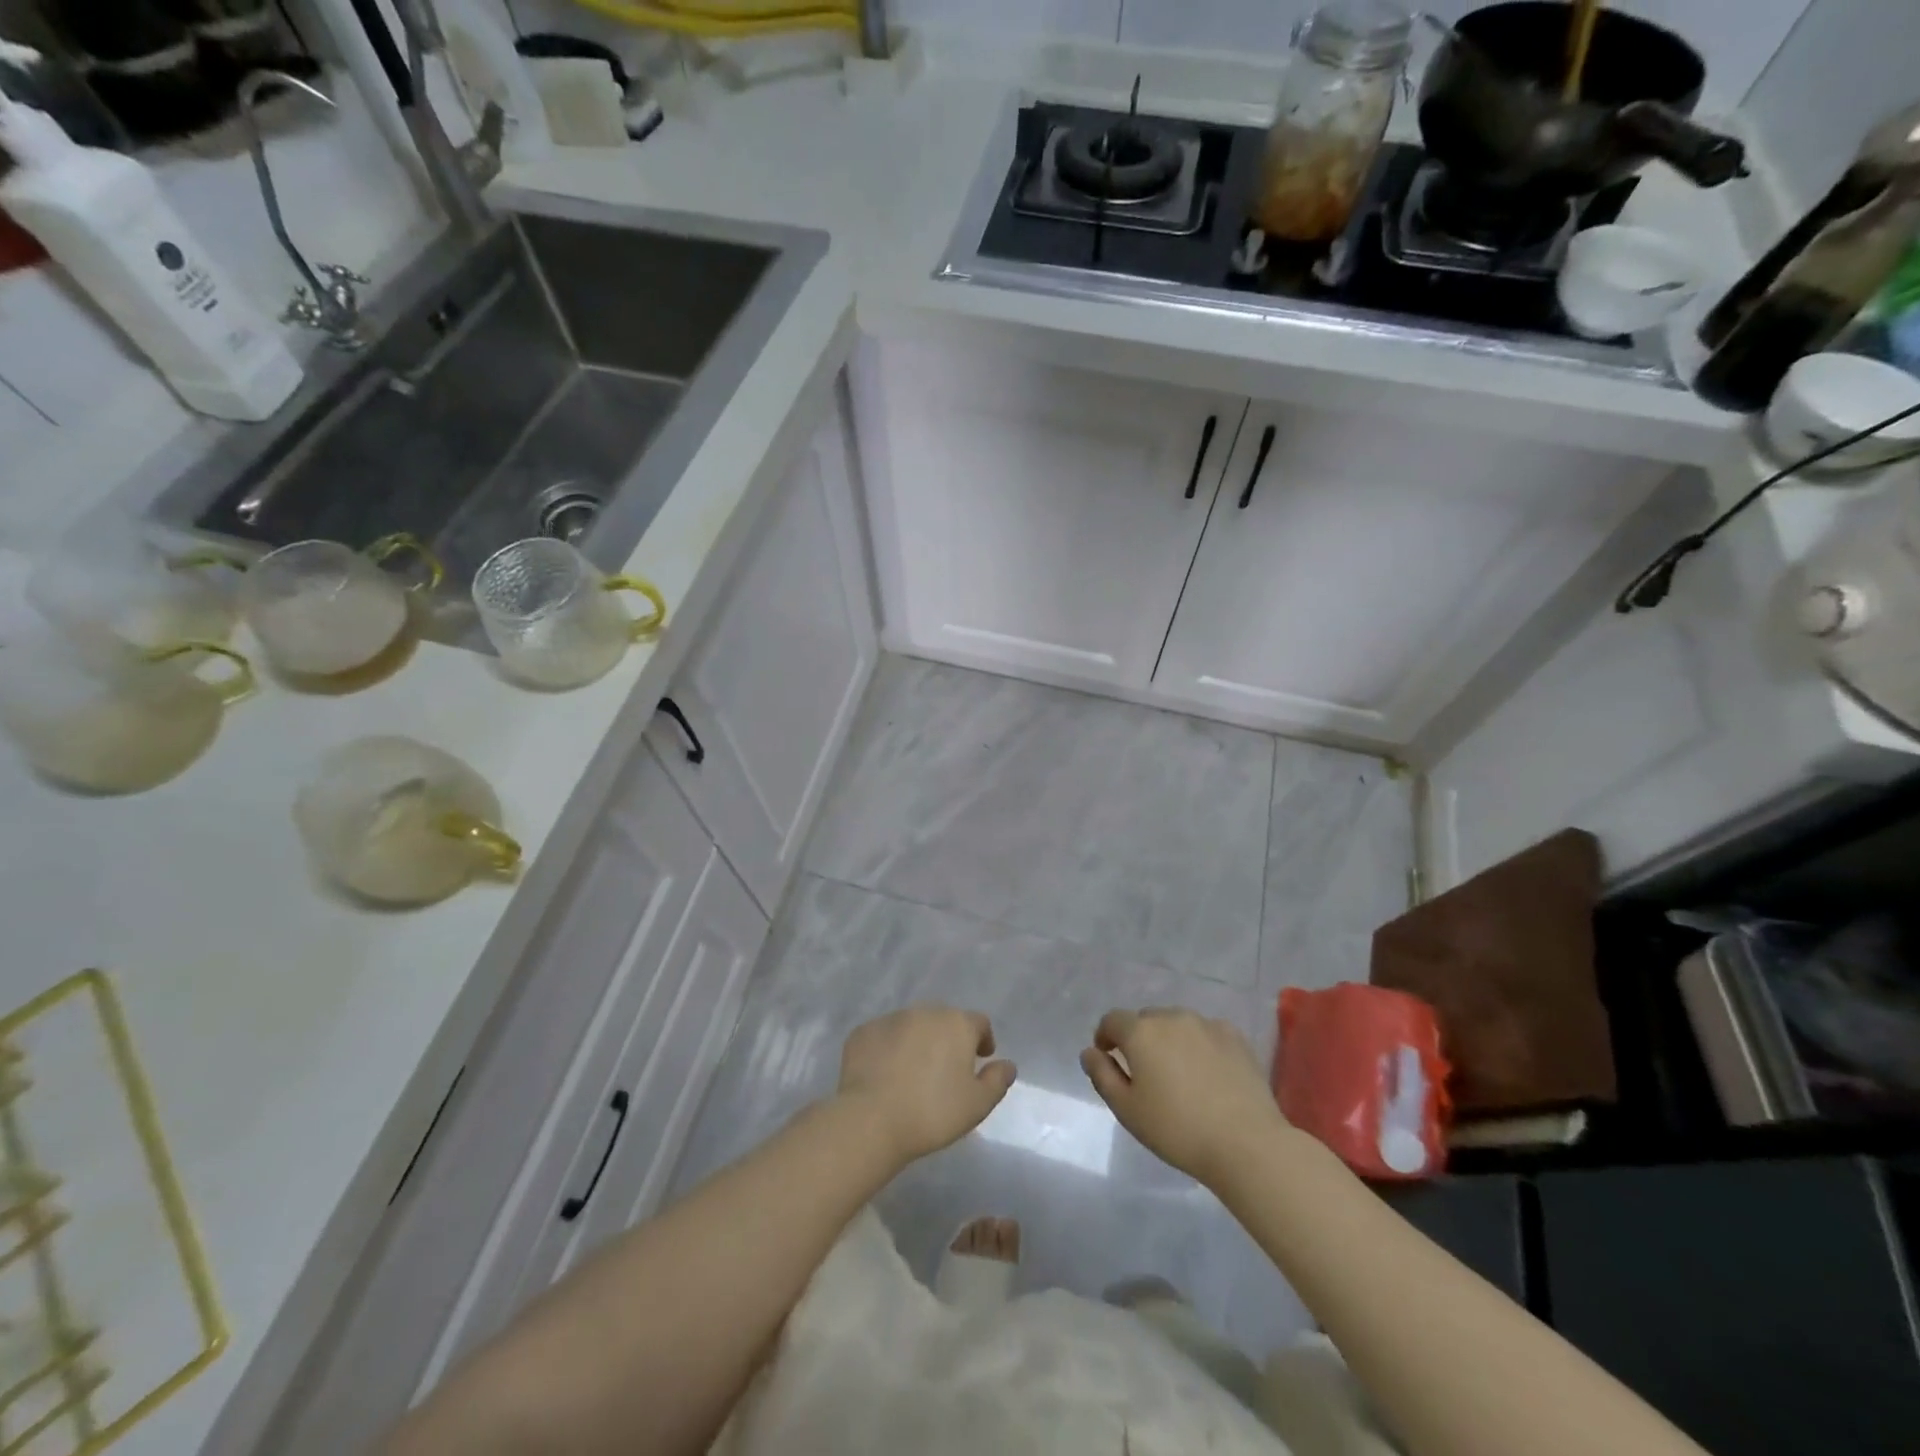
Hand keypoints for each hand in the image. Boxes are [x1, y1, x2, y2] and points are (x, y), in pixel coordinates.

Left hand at [836, 1006, 1015, 1163]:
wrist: (871, 1119)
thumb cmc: (933, 1112)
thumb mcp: (977, 1105)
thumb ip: (997, 1081)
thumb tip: (1007, 1065)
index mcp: (956, 1024)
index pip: (979, 1023)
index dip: (983, 1040)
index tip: (981, 1059)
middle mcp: (925, 1012)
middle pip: (944, 1020)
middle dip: (948, 1039)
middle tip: (946, 1069)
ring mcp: (891, 1019)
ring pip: (912, 1026)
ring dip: (918, 1042)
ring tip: (914, 1073)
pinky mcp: (863, 1032)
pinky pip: (883, 1037)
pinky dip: (888, 1049)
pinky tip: (885, 1075)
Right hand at [1080, 1008, 1289, 1185]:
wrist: (1246, 1144)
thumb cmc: (1178, 1130)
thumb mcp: (1127, 1110)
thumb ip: (1102, 1075)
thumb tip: (1090, 1052)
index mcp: (1141, 1032)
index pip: (1112, 1020)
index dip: (1105, 1036)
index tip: (1107, 1058)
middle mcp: (1171, 1017)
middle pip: (1145, 1020)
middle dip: (1138, 1039)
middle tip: (1145, 1073)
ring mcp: (1206, 1024)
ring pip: (1176, 1024)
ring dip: (1169, 1040)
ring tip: (1178, 1073)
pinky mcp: (1234, 1037)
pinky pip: (1205, 1033)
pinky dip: (1198, 1045)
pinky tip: (1207, 1073)